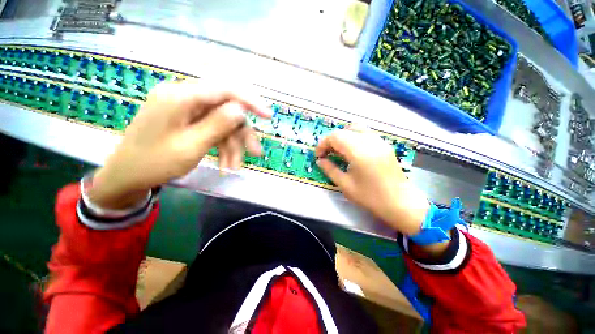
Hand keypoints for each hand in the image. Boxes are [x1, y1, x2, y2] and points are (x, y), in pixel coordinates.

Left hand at [90, 80, 270, 208]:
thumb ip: (217, 124)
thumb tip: (241, 109)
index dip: (250, 101)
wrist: (128, 176)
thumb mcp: (191, 145)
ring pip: (223, 124)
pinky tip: (225, 163)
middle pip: (226, 110)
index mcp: (181, 96)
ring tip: (233, 167)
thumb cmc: (155, 162)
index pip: (224, 89)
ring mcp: (187, 109)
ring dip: (232, 146)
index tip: (268, 116)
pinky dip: (222, 147)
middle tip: (254, 154)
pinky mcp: (188, 120)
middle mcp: (185, 97)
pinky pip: (213, 130)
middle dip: (241, 134)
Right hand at [315, 127, 429, 235]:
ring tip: (338, 152)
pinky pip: (365, 134)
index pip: (336, 136)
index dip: (323, 144)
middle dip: (331, 140)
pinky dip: (353, 138)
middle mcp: (370, 141)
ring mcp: (379, 141)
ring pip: (355, 129)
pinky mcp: (384, 145)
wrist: (400, 203)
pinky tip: (351, 152)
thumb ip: (330, 169)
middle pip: (344, 130)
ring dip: (343, 137)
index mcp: (359, 151)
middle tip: (326, 154)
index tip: (318, 155)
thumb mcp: (345, 185)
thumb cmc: (370, 197)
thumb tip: (319, 160)